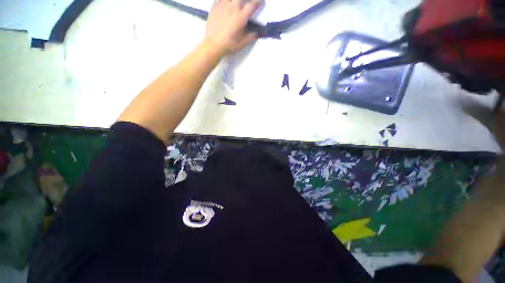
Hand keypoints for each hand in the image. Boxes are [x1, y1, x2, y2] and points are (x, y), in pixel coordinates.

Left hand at [204, 0, 262, 54]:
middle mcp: (233, 7)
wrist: (213, 44)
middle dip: (246, 0)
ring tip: (236, 4)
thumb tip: (257, 33)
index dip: (258, 2)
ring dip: (235, 0)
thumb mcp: (242, 43)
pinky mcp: (215, 6)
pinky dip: (225, 0)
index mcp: (241, 16)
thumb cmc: (229, 45)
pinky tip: (226, 3)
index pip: (252, 5)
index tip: (261, 1)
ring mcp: (223, 5)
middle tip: (247, 3)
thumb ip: (251, 37)